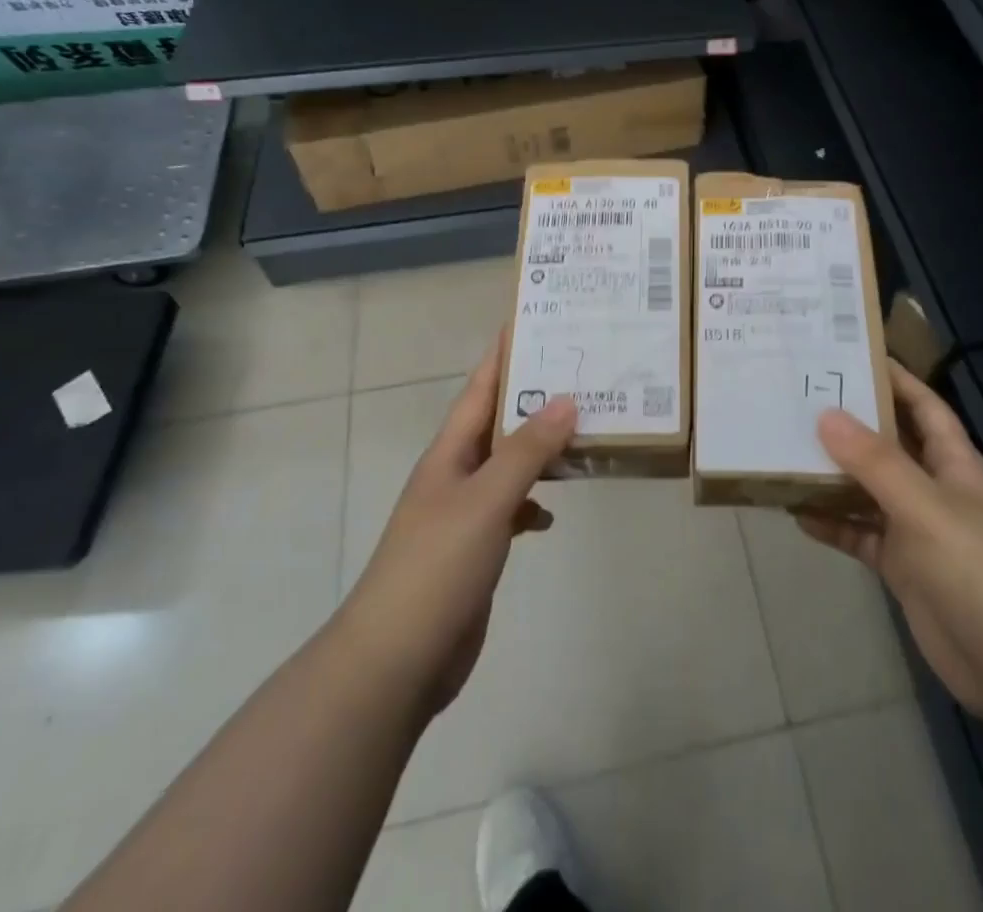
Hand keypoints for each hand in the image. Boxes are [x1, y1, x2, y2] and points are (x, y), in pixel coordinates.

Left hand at [338, 333, 577, 724]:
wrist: (396, 660)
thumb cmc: (436, 567)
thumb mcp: (485, 501)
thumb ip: (527, 451)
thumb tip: (565, 399)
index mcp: (451, 452)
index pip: (481, 387)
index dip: (505, 353)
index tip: (536, 320)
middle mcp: (457, 473)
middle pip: (500, 421)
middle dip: (536, 396)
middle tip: (582, 371)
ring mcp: (465, 513)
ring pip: (511, 464)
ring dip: (542, 448)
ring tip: (586, 428)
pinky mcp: (476, 548)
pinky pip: (513, 508)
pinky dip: (535, 502)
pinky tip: (554, 511)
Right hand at [797, 360, 982, 720]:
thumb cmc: (977, 570)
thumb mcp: (924, 506)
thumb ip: (874, 462)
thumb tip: (826, 414)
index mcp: (954, 463)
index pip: (923, 406)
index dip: (894, 378)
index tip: (850, 354)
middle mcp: (936, 488)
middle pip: (889, 445)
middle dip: (851, 424)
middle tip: (799, 398)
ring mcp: (919, 530)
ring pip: (869, 490)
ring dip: (834, 475)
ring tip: (786, 449)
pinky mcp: (903, 568)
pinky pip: (861, 535)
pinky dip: (834, 524)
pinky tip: (797, 513)